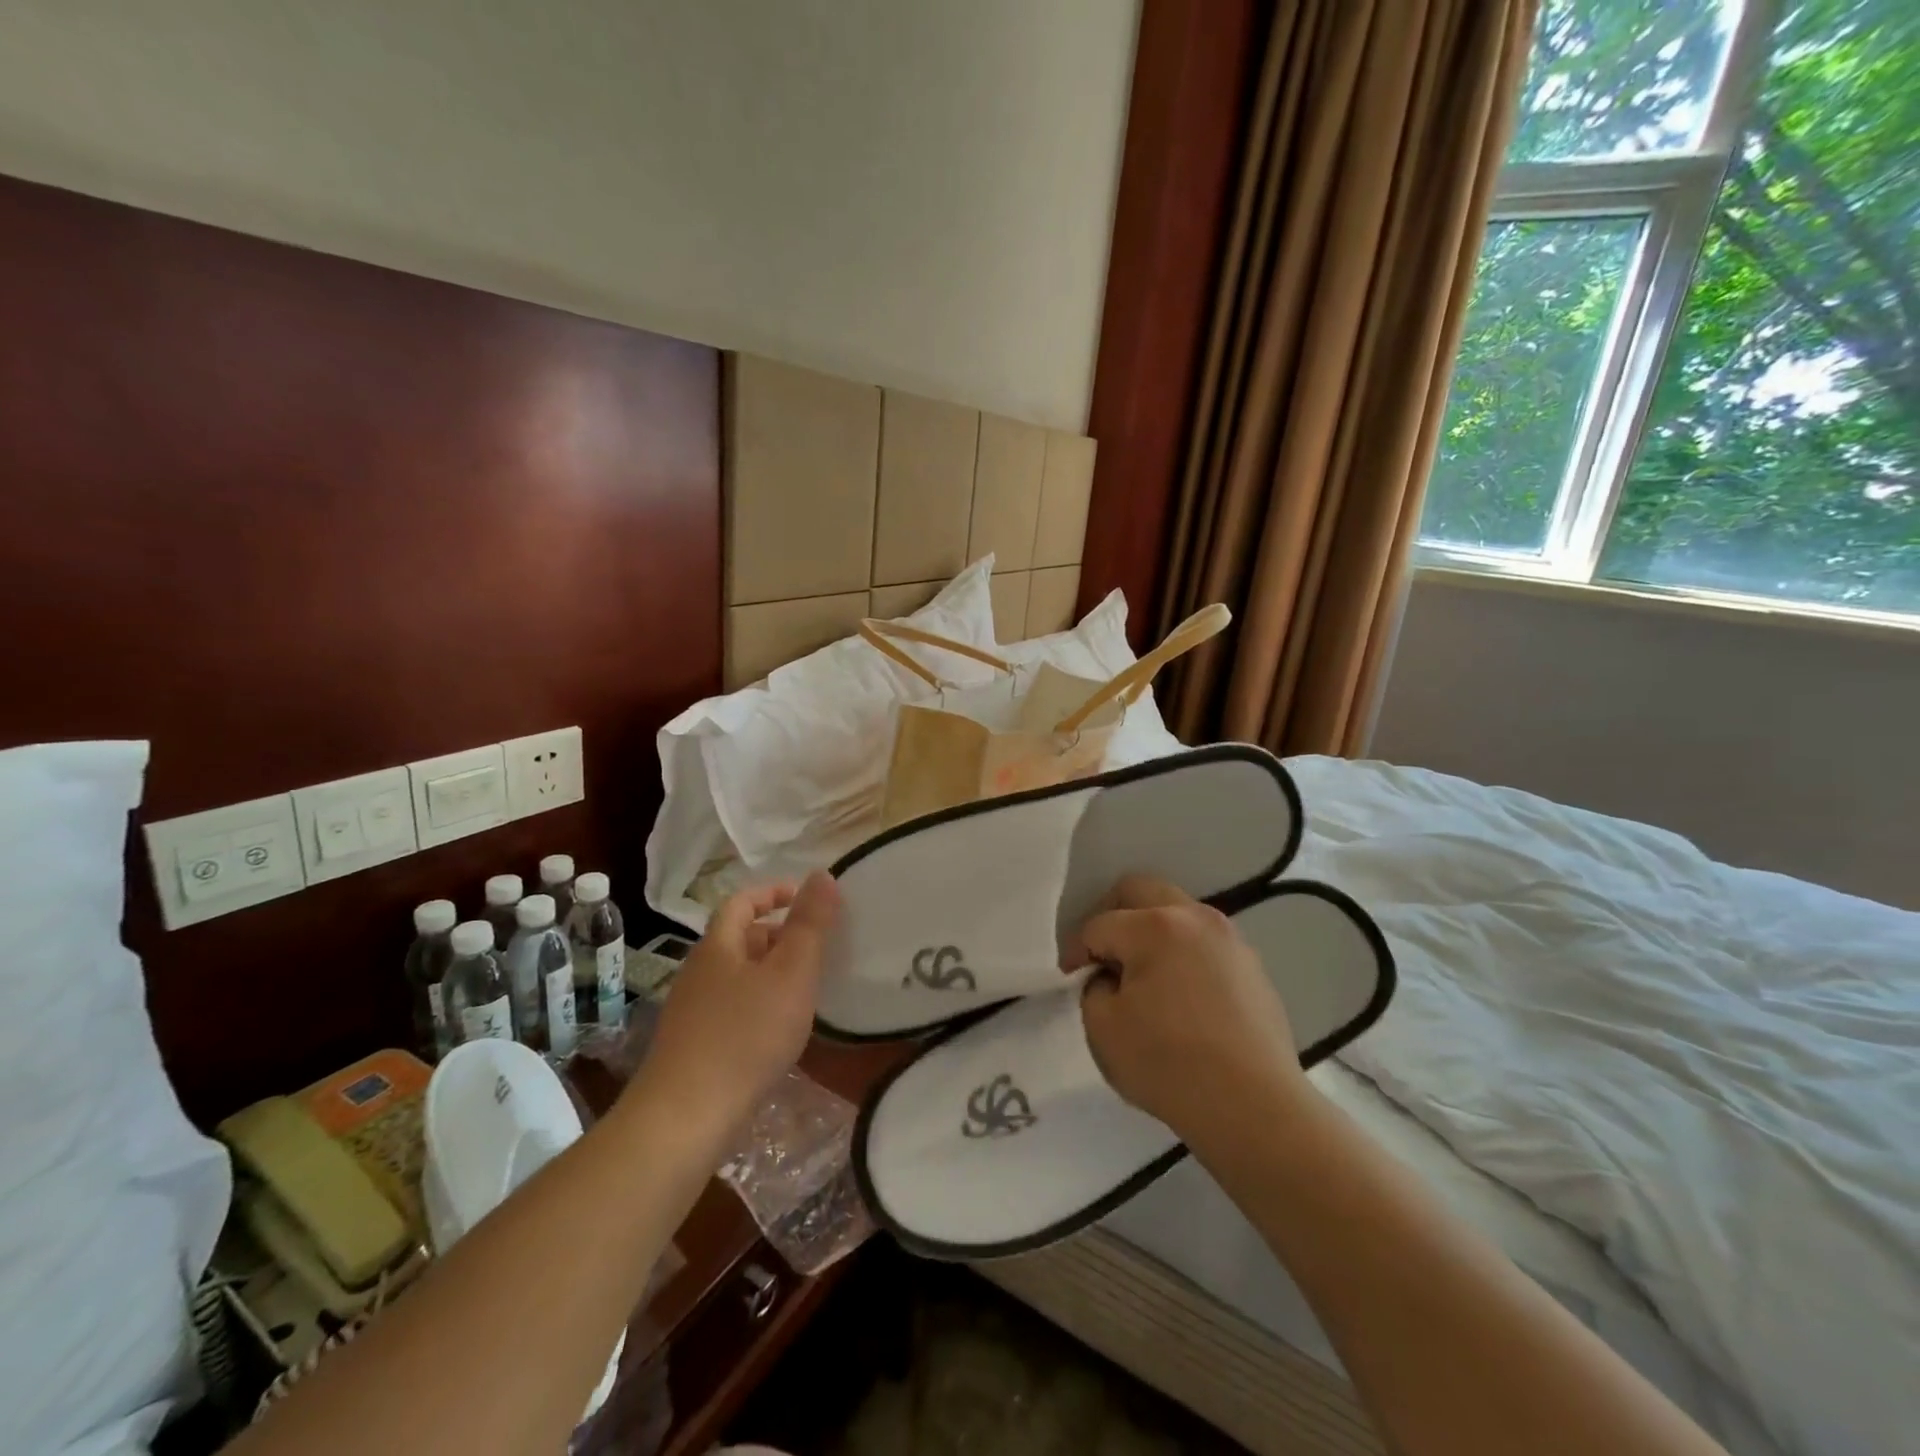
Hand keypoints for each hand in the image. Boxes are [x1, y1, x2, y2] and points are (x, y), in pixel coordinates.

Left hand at [635, 871, 840, 1132]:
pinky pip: (734, 1008)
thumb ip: (810, 924)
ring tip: (807, 988)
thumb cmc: (746, 1035)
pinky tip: (780, 1031)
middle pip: (740, 939)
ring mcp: (692, 1012)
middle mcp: (699, 972)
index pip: (742, 902)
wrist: (685, 1119)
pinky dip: (761, 1005)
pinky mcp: (694, 1047)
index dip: (773, 892)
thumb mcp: (791, 972)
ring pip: (738, 976)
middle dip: (779, 935)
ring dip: (772, 973)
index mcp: (718, 946)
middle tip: (818, 947)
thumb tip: (822, 874)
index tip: (806, 897)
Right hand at [1074, 876, 1310, 1147]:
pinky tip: (1181, 997)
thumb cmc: (1169, 1065)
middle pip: (1141, 891)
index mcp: (1155, 926)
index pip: (1100, 925)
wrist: (1255, 1109)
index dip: (1077, 951)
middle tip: (1103, 957)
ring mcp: (1230, 939)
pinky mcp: (1252, 966)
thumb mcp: (1103, 1029)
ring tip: (1143, 977)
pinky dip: (1183, 955)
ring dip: (1151, 933)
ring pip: (1177, 913)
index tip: (1071, 980)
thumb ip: (1093, 988)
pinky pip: (1204, 943)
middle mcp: (1195, 918)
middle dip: (1113, 917)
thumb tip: (1109, 978)